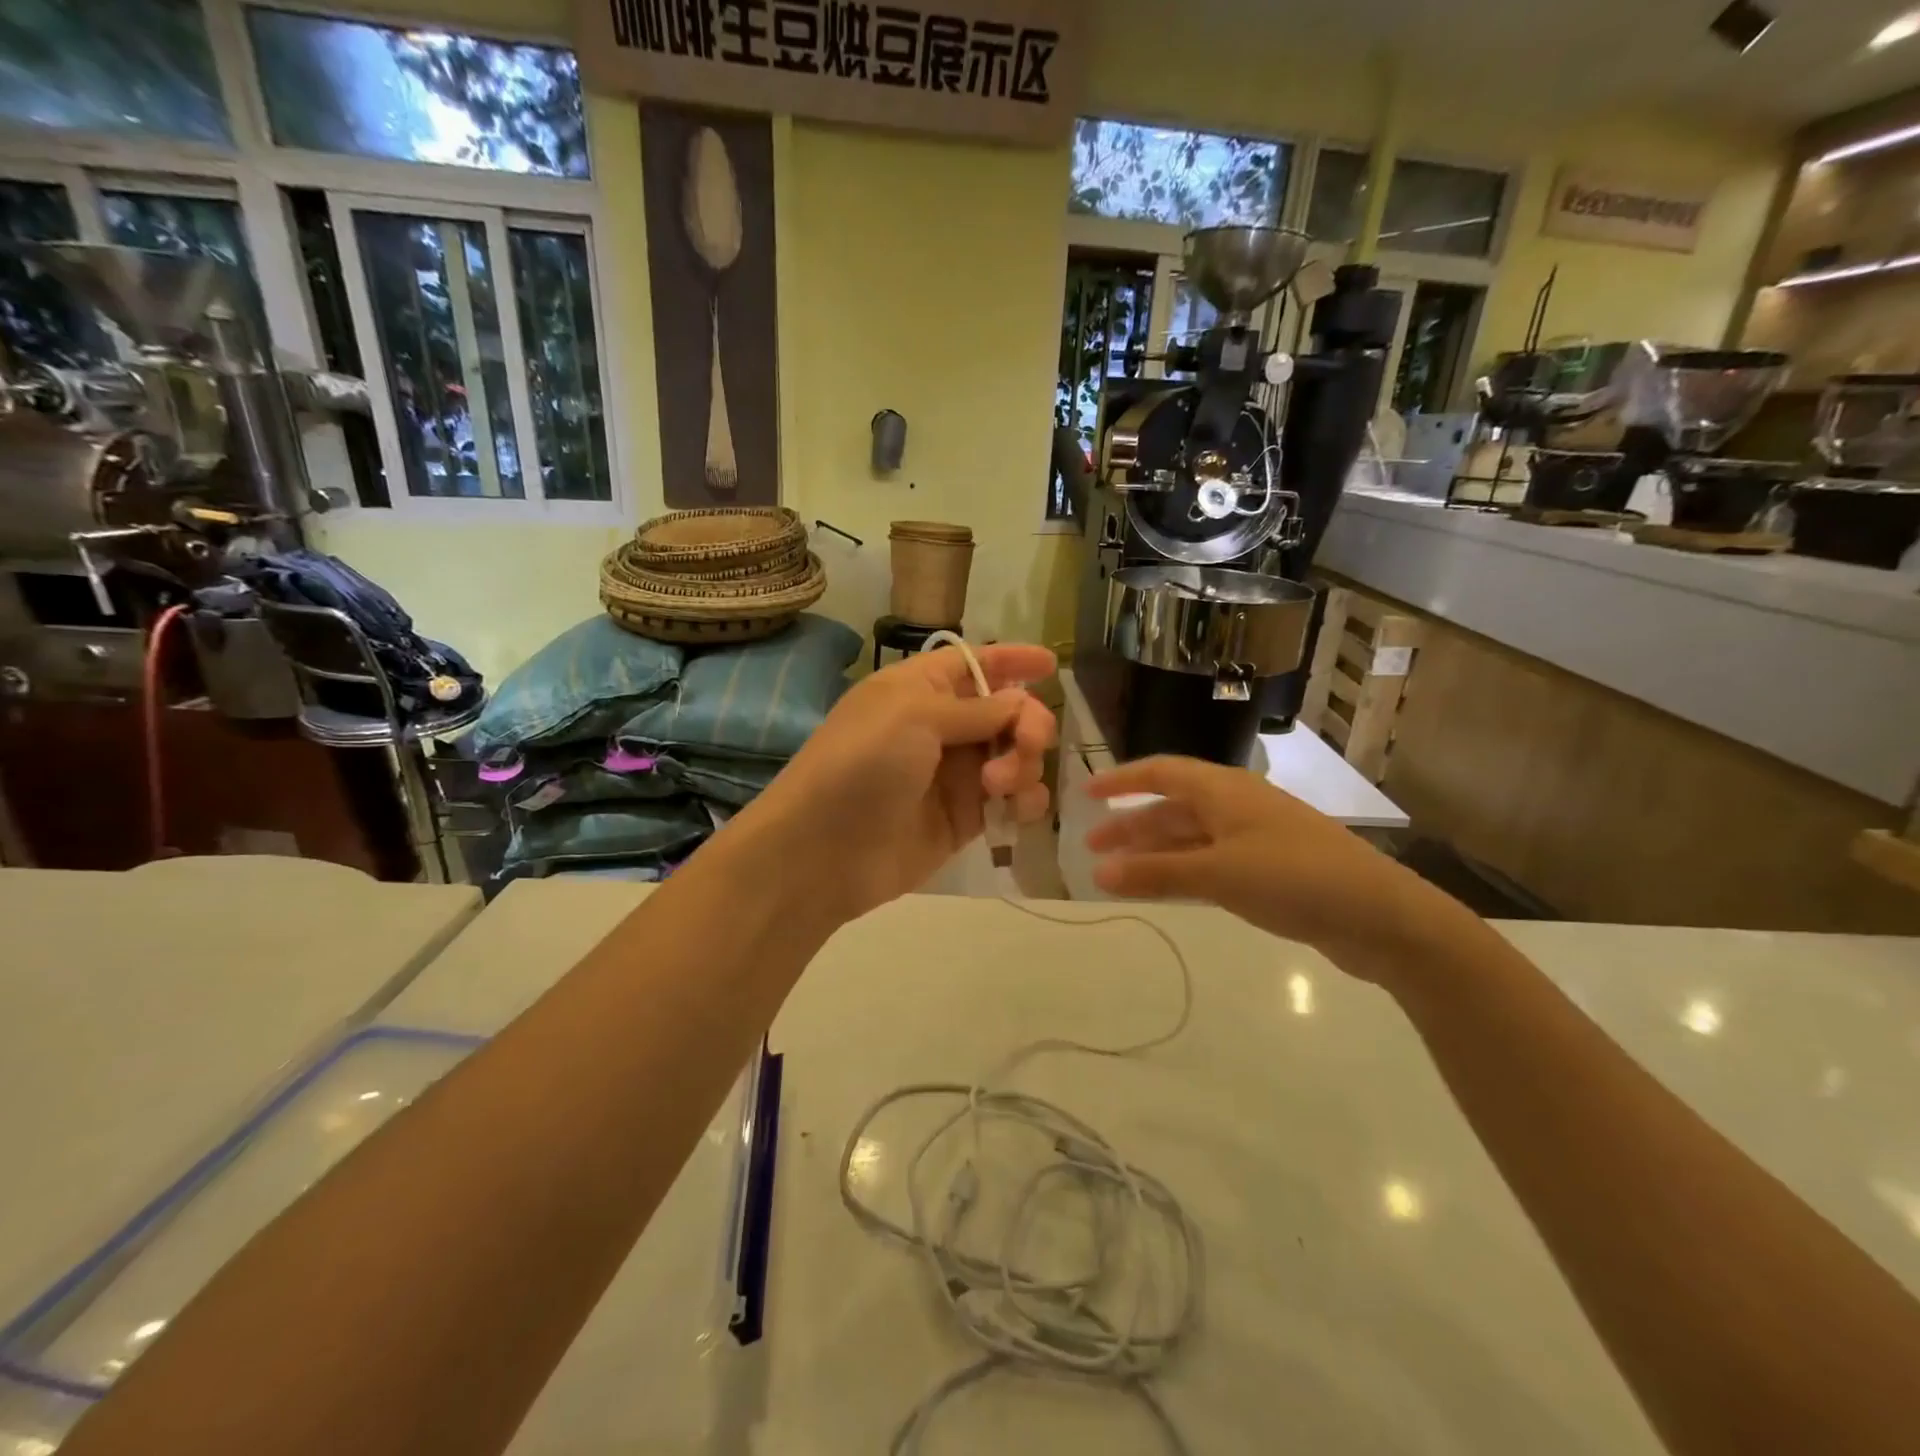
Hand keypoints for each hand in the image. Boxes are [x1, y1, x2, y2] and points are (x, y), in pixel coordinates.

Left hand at [738, 643, 1057, 923]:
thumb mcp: (914, 716)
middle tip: (1027, 744)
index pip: (976, 663)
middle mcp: (941, 726)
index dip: (1012, 659)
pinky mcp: (965, 818)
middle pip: (1008, 711)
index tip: (1051, 664)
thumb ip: (976, 709)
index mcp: (921, 688)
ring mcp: (955, 774)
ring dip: (1024, 764)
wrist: (824, 850)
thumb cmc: (863, 763)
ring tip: (998, 786)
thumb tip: (1019, 701)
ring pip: (1016, 756)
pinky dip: (1024, 800)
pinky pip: (1012, 800)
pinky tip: (1016, 810)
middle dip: (1028, 723)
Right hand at [1084, 755, 1462, 975]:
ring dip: (1154, 851)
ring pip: (1190, 837)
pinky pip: (1210, 862)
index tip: (1085, 794)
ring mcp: (1255, 838)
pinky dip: (1181, 871)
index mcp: (1225, 791)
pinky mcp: (1269, 870)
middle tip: (1093, 847)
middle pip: (1172, 807)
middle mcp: (1236, 807)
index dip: (1121, 781)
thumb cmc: (1295, 878)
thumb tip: (1096, 873)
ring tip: (1118, 872)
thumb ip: (1156, 873)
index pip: (1161, 773)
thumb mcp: (1219, 874)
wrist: (1380, 917)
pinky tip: (1165, 888)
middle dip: (1131, 824)